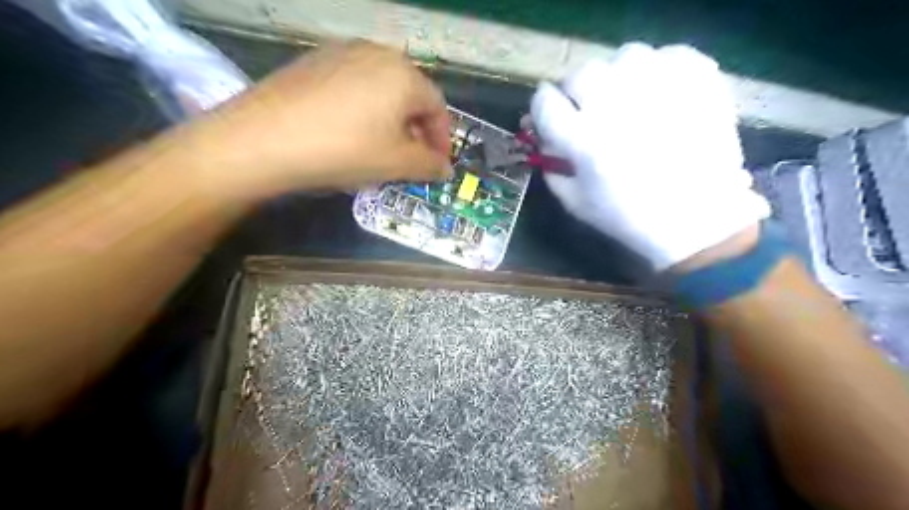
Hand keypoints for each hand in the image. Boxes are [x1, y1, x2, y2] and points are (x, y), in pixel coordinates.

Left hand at [187, 40, 449, 199]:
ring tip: (381, 146)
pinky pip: (354, 85)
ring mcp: (342, 52)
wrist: (264, 139)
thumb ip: (429, 165)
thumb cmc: (345, 150)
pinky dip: (364, 109)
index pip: (438, 107)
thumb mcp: (396, 164)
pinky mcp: (314, 61)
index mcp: (404, 75)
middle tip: (411, 158)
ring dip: (391, 119)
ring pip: (382, 88)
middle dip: (417, 129)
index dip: (442, 139)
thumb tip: (445, 168)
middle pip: (410, 93)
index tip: (437, 164)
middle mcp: (377, 53)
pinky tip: (349, 131)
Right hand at [530, 42, 768, 269]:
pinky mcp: (698, 79)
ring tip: (629, 100)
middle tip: (591, 111)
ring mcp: (661, 88)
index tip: (550, 113)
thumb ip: (550, 164)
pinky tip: (661, 94)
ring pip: (624, 57)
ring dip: (618, 77)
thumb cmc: (628, 216)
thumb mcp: (574, 202)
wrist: (697, 218)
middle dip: (578, 92)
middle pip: (580, 74)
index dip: (543, 106)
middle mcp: (618, 107)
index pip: (545, 101)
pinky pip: (668, 54)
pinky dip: (659, 69)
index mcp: (585, 141)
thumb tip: (542, 134)